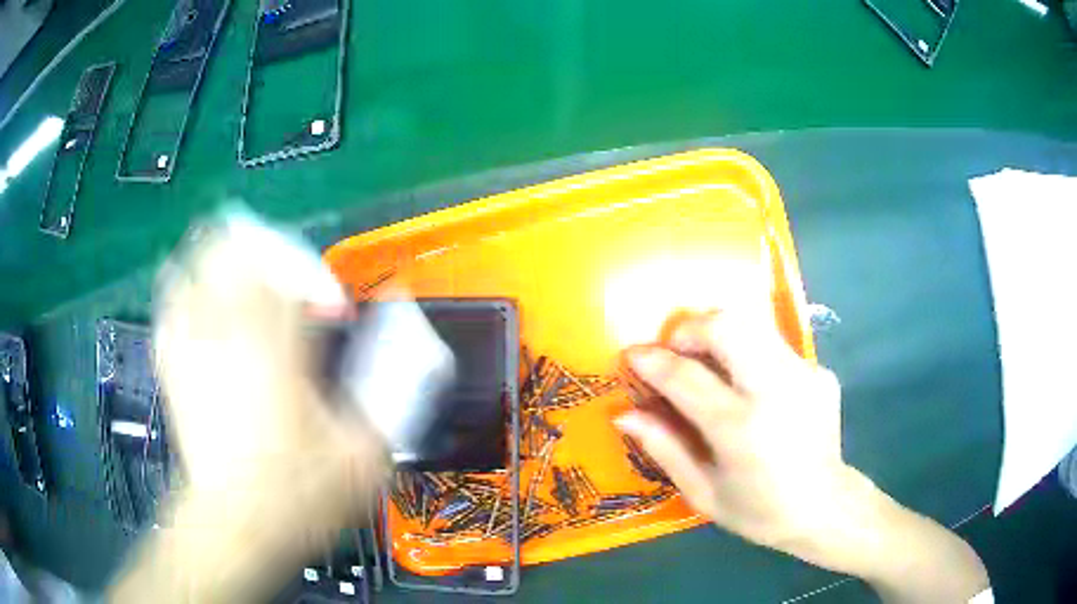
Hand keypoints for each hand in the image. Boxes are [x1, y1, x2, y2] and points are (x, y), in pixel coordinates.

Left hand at [111, 219, 387, 603]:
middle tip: (288, 278)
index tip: (334, 314)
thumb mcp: (364, 455)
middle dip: (267, 249)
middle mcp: (229, 333)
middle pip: (235, 245)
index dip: (317, 278)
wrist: (237, 526)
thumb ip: (393, 393)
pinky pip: (172, 303)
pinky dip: (190, 291)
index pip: (291, 268)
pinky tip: (208, 310)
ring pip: (198, 262)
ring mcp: (193, 345)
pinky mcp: (173, 365)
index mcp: (277, 349)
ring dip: (226, 261)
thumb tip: (409, 344)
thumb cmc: (298, 496)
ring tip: (249, 284)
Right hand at [617, 307, 866, 571]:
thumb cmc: (758, 511)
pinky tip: (750, 389)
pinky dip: (751, 357)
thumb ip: (664, 448)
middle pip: (728, 325)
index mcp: (741, 430)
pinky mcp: (820, 371)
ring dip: (720, 334)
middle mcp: (776, 391)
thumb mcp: (703, 493)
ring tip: (708, 362)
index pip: (686, 377)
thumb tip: (625, 414)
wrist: (825, 507)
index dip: (652, 361)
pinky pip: (775, 348)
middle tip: (676, 349)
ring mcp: (804, 375)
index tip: (632, 355)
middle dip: (691, 327)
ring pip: (754, 324)